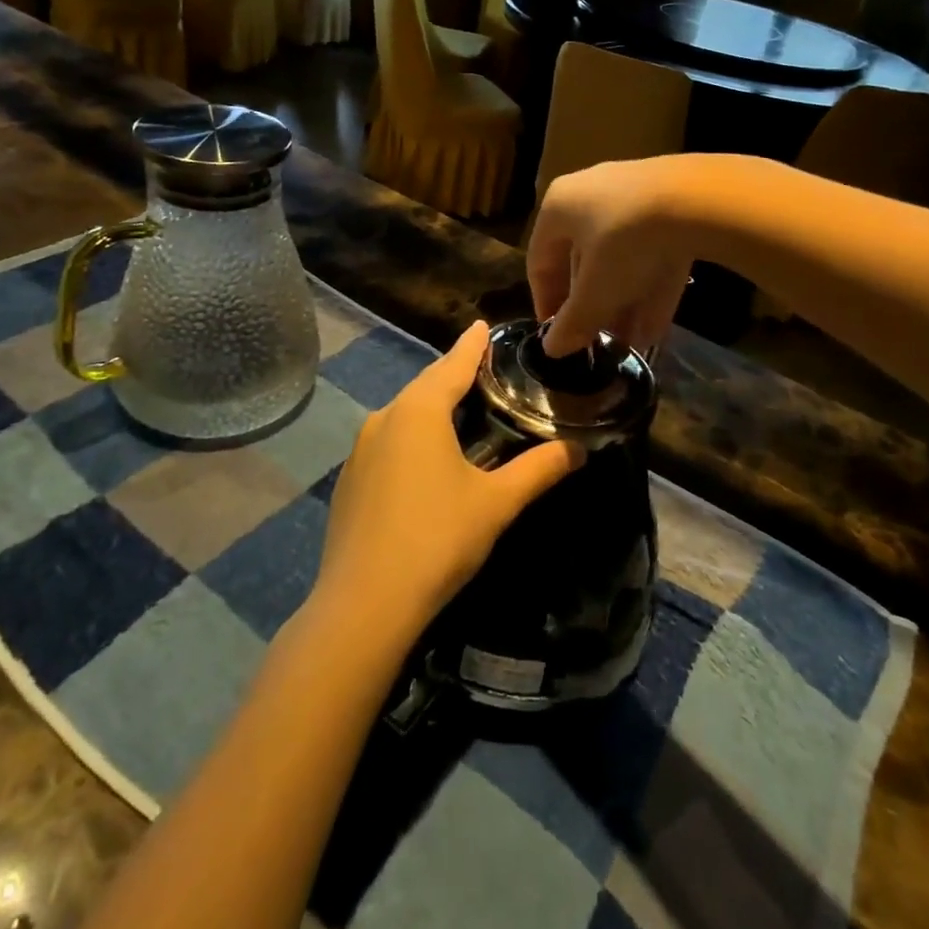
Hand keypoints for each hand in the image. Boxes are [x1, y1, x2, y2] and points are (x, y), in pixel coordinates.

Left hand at [311, 322, 582, 639]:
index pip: (453, 364)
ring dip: (431, 406)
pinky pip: (387, 441)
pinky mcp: (349, 479)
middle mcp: (384, 418)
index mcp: (420, 411)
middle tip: (482, 370)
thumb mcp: (496, 502)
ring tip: (459, 411)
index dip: (472, 345)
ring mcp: (360, 449)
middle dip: (452, 375)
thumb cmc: (437, 539)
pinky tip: (425, 460)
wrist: (364, 603)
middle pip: (426, 385)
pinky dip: (411, 436)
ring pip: (403, 414)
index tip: (482, 325)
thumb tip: (578, 448)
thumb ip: (539, 469)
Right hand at [528, 158, 697, 356]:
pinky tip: (656, 329)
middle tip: (598, 341)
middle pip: (583, 261)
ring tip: (630, 344)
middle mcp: (591, 196)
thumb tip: (552, 349)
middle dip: (593, 307)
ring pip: (621, 259)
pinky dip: (650, 289)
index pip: (539, 260)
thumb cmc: (624, 242)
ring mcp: (634, 198)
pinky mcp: (672, 206)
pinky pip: (652, 252)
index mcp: (559, 207)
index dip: (545, 301)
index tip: (556, 334)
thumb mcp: (595, 290)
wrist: (697, 199)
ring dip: (623, 305)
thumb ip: (573, 322)